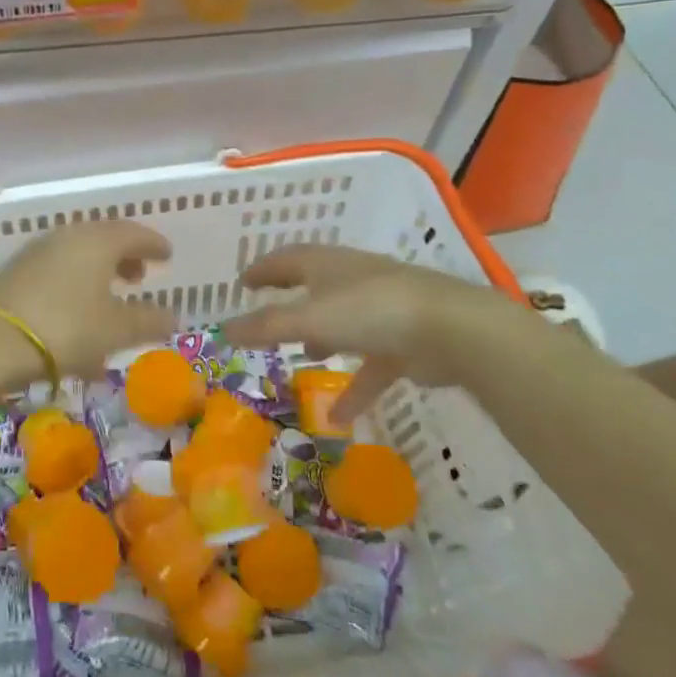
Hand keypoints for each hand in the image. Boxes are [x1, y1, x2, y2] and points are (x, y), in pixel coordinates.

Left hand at [0, 221, 176, 383]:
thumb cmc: (66, 328)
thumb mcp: (116, 330)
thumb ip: (148, 321)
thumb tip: (171, 316)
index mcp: (97, 241)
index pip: (134, 233)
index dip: (154, 244)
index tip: (167, 255)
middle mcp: (67, 237)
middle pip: (103, 240)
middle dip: (125, 257)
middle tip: (139, 277)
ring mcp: (37, 253)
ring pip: (78, 257)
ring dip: (98, 275)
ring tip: (109, 301)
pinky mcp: (15, 274)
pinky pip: (57, 274)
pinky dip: (75, 289)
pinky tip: (77, 322)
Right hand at [221, 245, 536, 419]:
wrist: (452, 330)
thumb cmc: (371, 311)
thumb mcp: (310, 319)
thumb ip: (267, 327)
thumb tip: (223, 330)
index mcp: (327, 264)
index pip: (286, 259)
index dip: (263, 270)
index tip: (243, 282)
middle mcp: (352, 280)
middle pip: (315, 286)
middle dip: (292, 300)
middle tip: (268, 314)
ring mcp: (381, 310)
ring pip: (343, 323)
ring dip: (322, 338)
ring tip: (302, 357)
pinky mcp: (404, 341)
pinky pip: (371, 364)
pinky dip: (354, 387)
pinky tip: (337, 417)